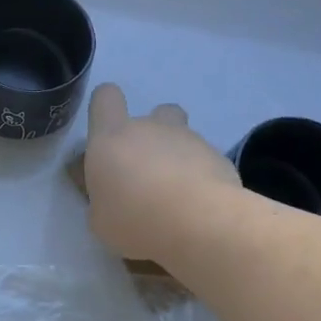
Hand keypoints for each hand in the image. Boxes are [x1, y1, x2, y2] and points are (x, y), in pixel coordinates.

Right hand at [84, 83, 239, 263]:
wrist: (198, 224)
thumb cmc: (134, 220)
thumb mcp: (100, 219)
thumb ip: (103, 197)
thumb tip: (109, 192)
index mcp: (112, 137)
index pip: (105, 97)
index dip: (106, 109)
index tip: (108, 136)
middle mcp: (150, 127)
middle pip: (153, 114)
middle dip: (152, 137)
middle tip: (148, 174)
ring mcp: (189, 138)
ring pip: (182, 136)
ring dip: (178, 157)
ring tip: (178, 195)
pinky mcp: (219, 156)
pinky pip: (205, 160)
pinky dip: (201, 177)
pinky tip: (200, 206)